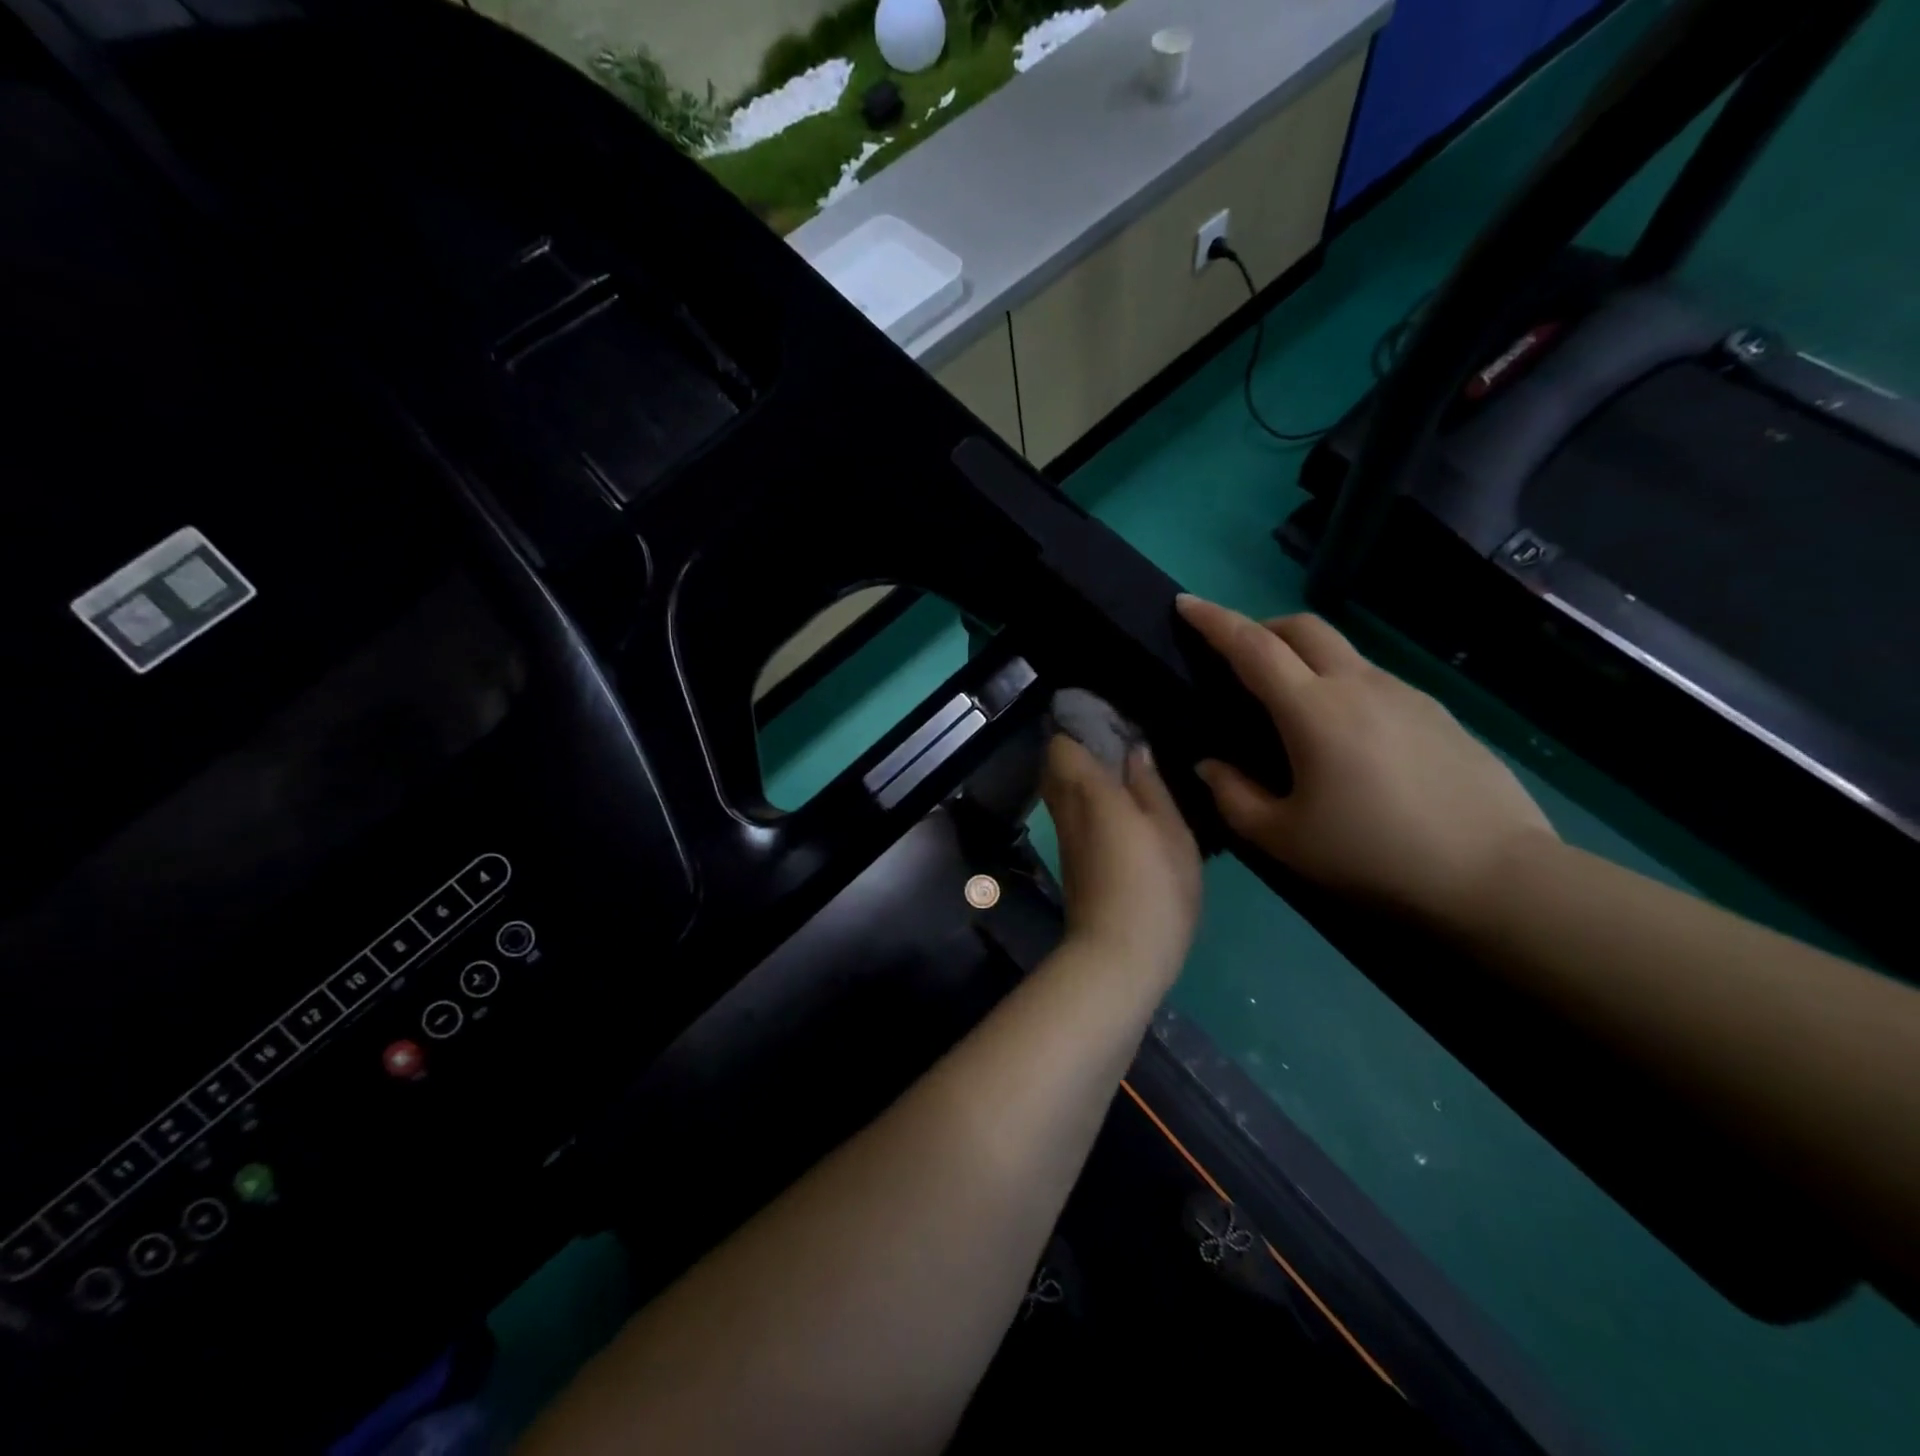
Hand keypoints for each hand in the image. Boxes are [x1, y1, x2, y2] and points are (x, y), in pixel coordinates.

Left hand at [1040, 733, 1201, 985]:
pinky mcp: (1069, 861)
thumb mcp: (1171, 832)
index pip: (1060, 744)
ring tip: (1123, 775)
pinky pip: (1070, 814)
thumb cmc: (1154, 888)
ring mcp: (1064, 837)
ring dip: (1082, 776)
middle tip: (1118, 745)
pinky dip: (1085, 802)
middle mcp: (1066, 809)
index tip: (1107, 720)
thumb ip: (1150, 786)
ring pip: (1060, 790)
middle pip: (1054, 764)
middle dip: (1078, 748)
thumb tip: (1133, 750)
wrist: (1117, 956)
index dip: (1077, 727)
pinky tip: (1118, 809)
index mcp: (1089, 792)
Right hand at [1176, 595, 1556, 929]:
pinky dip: (1341, 685)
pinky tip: (1347, 736)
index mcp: (1314, 710)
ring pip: (1342, 651)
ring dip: (1304, 657)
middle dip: (1261, 627)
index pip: (1252, 646)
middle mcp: (1359, 685)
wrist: (1494, 875)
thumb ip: (1233, 796)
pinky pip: (1374, 680)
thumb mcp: (1282, 839)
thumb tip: (1210, 765)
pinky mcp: (1437, 712)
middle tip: (1237, 656)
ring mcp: (1406, 694)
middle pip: (1303, 627)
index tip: (1186, 603)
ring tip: (1291, 704)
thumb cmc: (1373, 855)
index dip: (1214, 620)